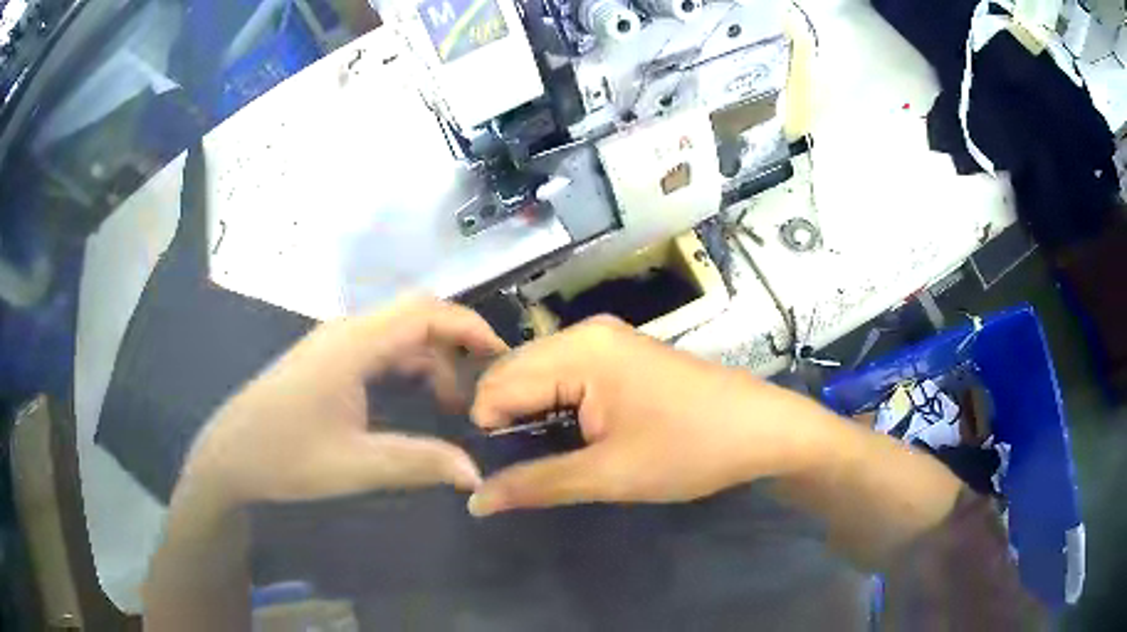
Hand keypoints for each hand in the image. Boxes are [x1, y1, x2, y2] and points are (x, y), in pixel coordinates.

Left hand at [178, 296, 507, 510]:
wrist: (229, 457)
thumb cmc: (284, 456)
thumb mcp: (354, 465)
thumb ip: (418, 463)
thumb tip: (475, 474)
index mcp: (353, 345)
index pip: (425, 312)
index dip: (470, 327)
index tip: (503, 357)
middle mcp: (346, 332)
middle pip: (415, 317)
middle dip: (456, 346)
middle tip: (484, 389)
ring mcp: (334, 344)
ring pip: (398, 335)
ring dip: (432, 361)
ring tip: (456, 406)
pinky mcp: (327, 360)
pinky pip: (380, 350)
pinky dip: (409, 369)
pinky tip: (417, 402)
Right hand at [467, 316, 836, 515]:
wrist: (764, 430)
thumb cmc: (690, 449)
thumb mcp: (609, 474)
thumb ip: (535, 484)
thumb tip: (474, 501)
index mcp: (578, 350)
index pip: (496, 385)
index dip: (488, 432)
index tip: (496, 473)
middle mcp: (585, 333)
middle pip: (513, 374)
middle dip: (506, 421)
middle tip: (520, 470)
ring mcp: (606, 340)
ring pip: (538, 375)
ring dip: (530, 416)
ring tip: (544, 458)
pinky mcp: (621, 355)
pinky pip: (566, 376)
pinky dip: (556, 407)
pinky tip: (571, 436)